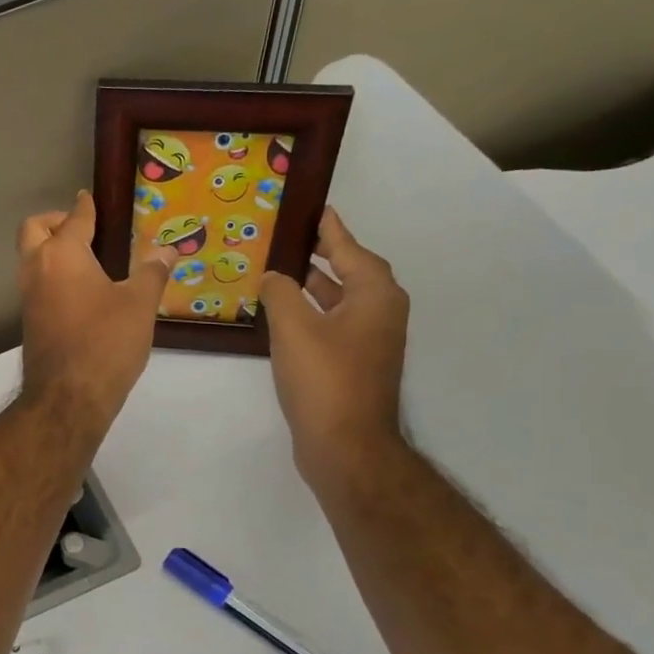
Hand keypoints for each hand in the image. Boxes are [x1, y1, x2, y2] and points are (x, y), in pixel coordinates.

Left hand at [16, 191, 176, 435]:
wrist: (68, 396)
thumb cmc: (106, 342)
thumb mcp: (139, 305)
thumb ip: (152, 272)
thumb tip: (168, 249)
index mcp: (62, 254)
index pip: (74, 218)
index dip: (86, 206)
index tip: (91, 199)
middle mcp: (37, 268)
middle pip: (34, 229)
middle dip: (55, 221)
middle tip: (84, 229)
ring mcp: (28, 296)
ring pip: (31, 258)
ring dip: (51, 249)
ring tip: (88, 259)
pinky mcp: (30, 321)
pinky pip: (37, 283)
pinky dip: (53, 275)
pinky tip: (81, 290)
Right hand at [259, 207, 409, 488]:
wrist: (346, 446)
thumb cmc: (325, 379)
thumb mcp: (294, 327)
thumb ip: (280, 292)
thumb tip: (274, 276)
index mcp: (374, 295)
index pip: (350, 248)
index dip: (329, 228)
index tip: (312, 208)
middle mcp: (380, 313)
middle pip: (349, 272)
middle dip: (320, 255)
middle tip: (287, 239)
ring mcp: (369, 342)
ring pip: (339, 301)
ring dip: (313, 286)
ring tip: (279, 272)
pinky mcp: (354, 366)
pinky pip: (332, 325)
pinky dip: (311, 314)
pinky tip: (282, 317)